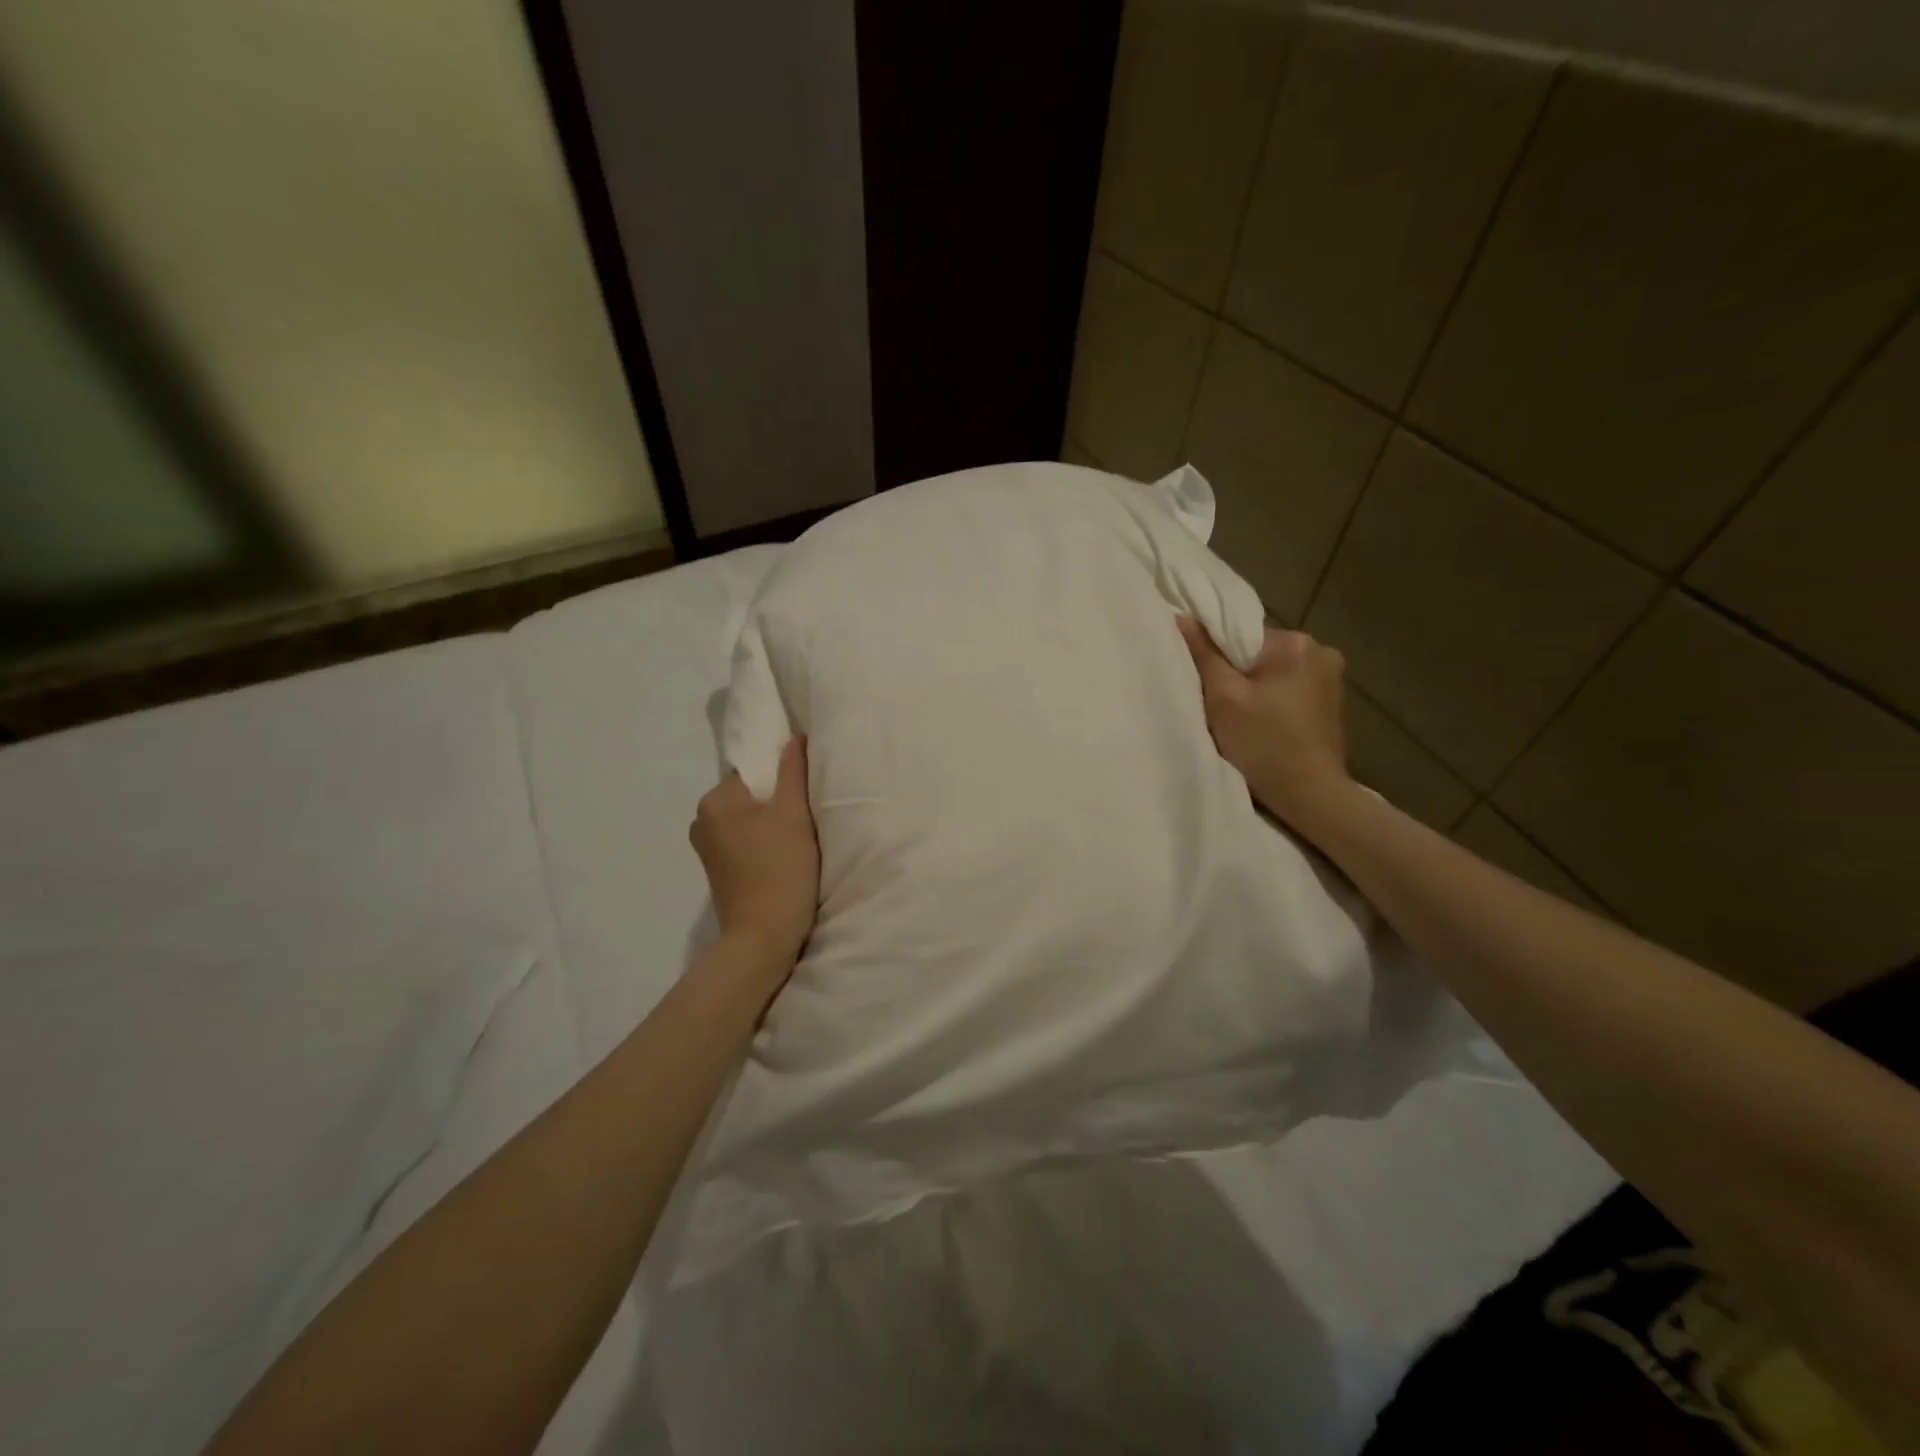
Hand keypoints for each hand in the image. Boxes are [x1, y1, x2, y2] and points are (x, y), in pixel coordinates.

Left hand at [690, 737, 820, 976]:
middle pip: (751, 794)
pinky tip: (784, 857)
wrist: (763, 938)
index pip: (754, 770)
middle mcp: (703, 821)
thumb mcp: (794, 814)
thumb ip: (793, 771)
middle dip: (778, 800)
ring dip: (773, 823)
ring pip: (749, 819)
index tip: (808, 792)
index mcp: (715, 801)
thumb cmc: (780, 869)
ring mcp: (708, 849)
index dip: (783, 777)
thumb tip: (794, 737)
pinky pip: (745, 841)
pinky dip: (764, 843)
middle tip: (808, 816)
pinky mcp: (718, 871)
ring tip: (799, 838)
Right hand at [1176, 616, 1352, 832]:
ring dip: (1255, 690)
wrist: (1311, 796)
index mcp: (1295, 643)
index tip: (1207, 687)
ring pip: (1273, 672)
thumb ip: (1203, 655)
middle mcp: (1321, 650)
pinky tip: (1264, 726)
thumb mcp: (1223, 698)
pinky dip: (1273, 702)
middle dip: (1238, 675)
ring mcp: (1332, 677)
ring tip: (1242, 720)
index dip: (1217, 659)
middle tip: (1221, 708)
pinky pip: (1290, 689)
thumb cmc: (1263, 745)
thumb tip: (1182, 617)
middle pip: (1257, 653)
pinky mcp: (1333, 702)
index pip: (1240, 635)